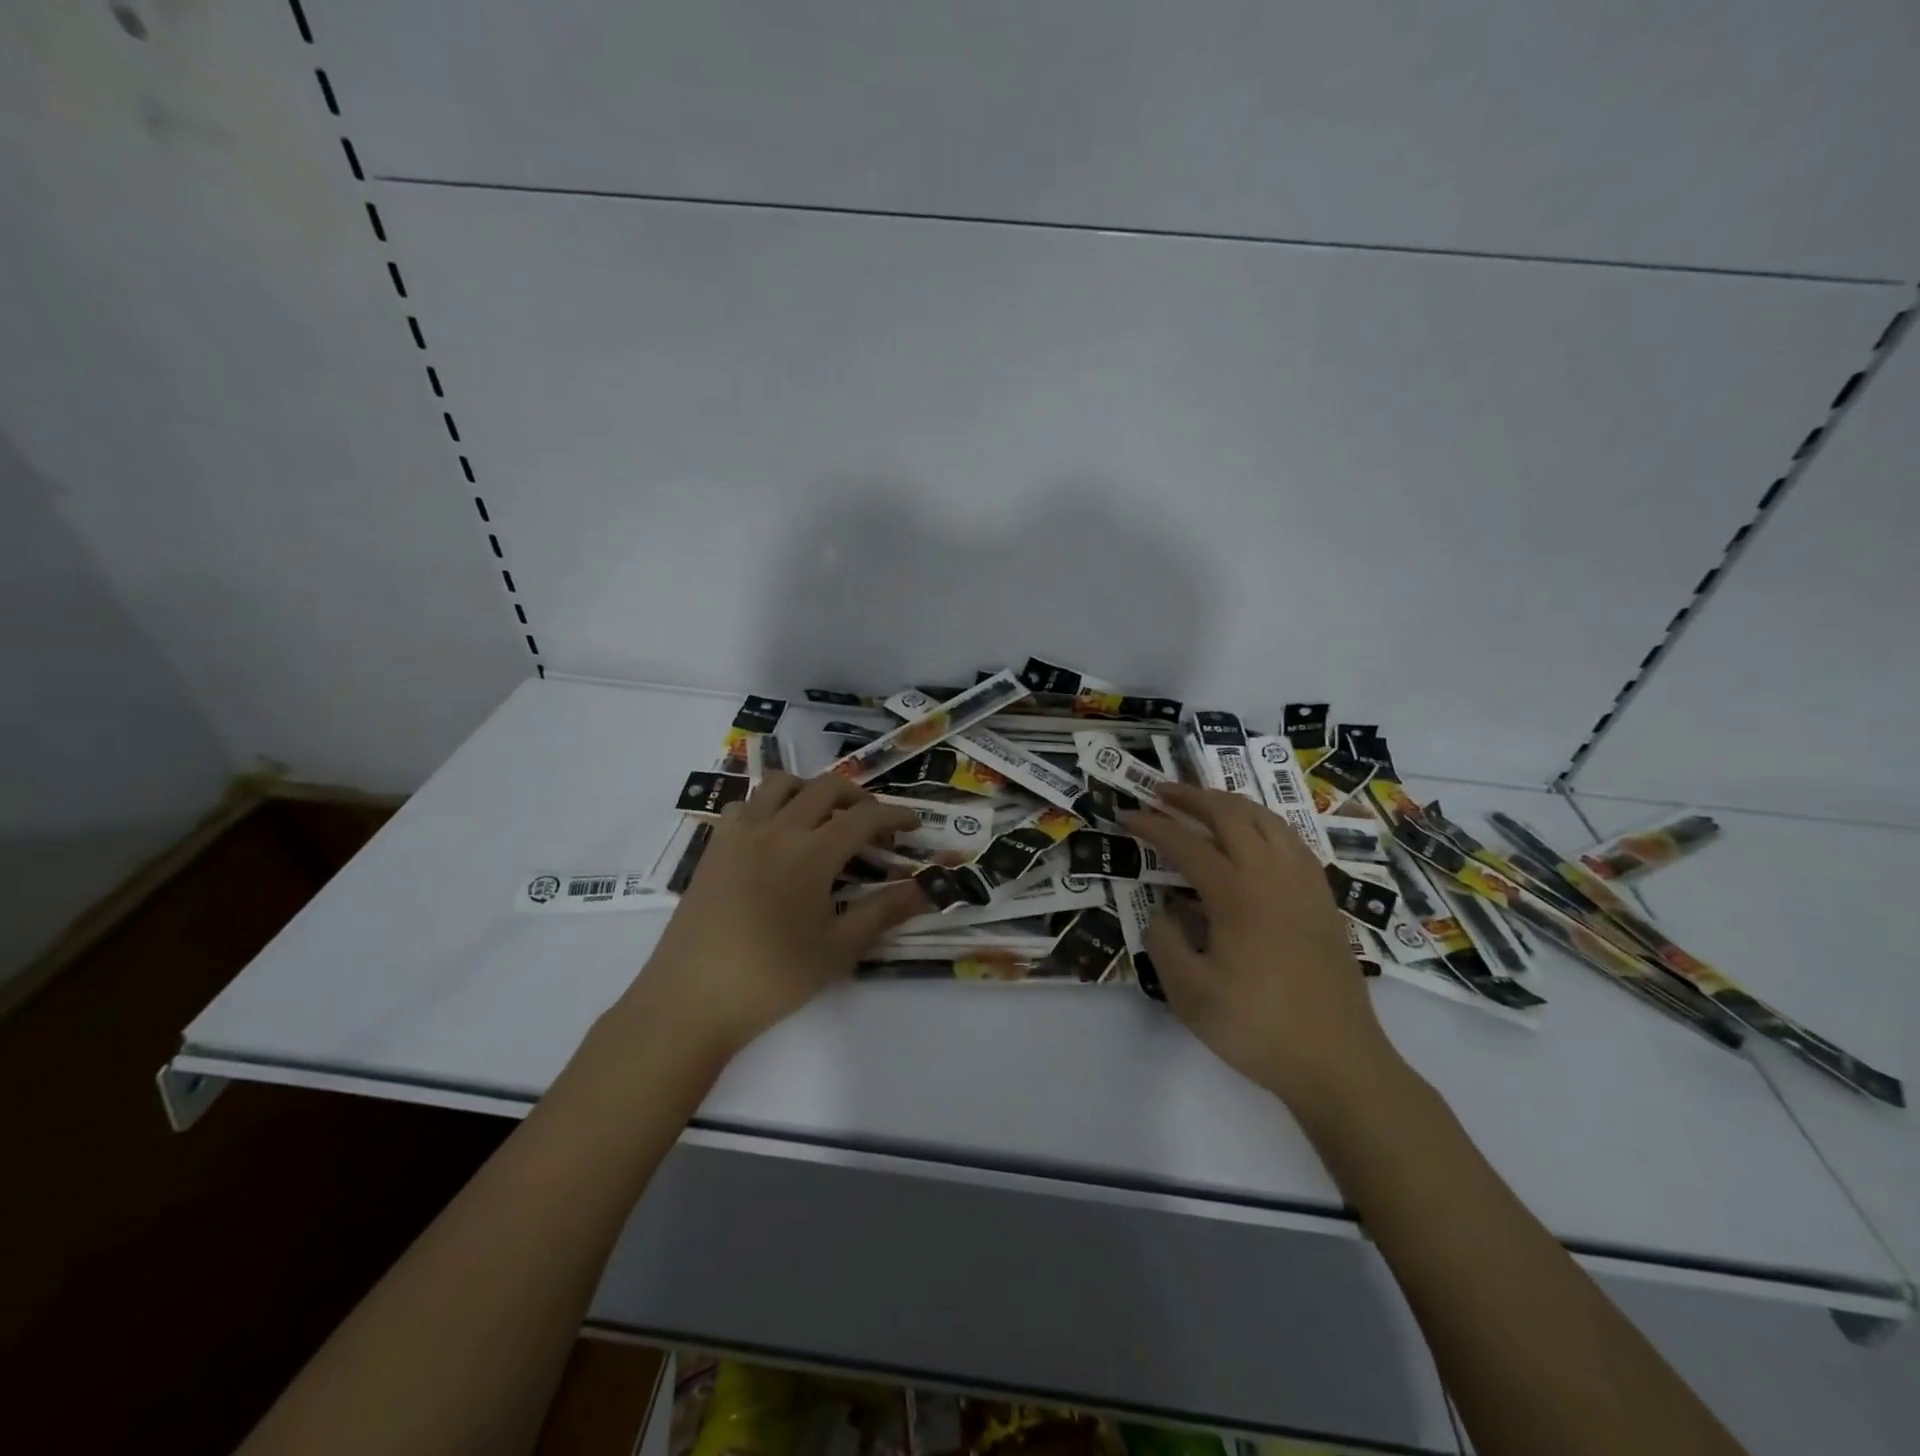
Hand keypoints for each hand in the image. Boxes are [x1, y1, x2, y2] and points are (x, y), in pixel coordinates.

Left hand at [634, 772, 926, 1057]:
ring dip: (812, 791)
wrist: (689, 1001)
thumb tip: (927, 889)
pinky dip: (770, 805)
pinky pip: (746, 804)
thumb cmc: (771, 979)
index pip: (864, 817)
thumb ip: (884, 912)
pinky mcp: (714, 848)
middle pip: (826, 788)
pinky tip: (776, 836)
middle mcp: (776, 830)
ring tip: (825, 819)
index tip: (915, 824)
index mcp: (811, 853)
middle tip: (875, 822)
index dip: (895, 814)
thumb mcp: (837, 950)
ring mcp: (739, 835)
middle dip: (859, 797)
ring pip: (781, 784)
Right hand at [1122, 784, 1405, 1119]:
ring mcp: (1304, 885)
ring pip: (1267, 820)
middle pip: (1231, 814)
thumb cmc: (1257, 1029)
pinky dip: (1264, 824)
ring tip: (1203, 803)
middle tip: (1160, 792)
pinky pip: (1292, 841)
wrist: (1339, 1063)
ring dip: (1230, 803)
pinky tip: (1254, 837)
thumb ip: (1165, 941)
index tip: (1124, 815)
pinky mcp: (1323, 901)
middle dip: (1191, 797)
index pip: (1186, 843)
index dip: (1152, 825)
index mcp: (1238, 895)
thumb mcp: (1189, 994)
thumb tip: (1165, 909)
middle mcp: (1273, 876)